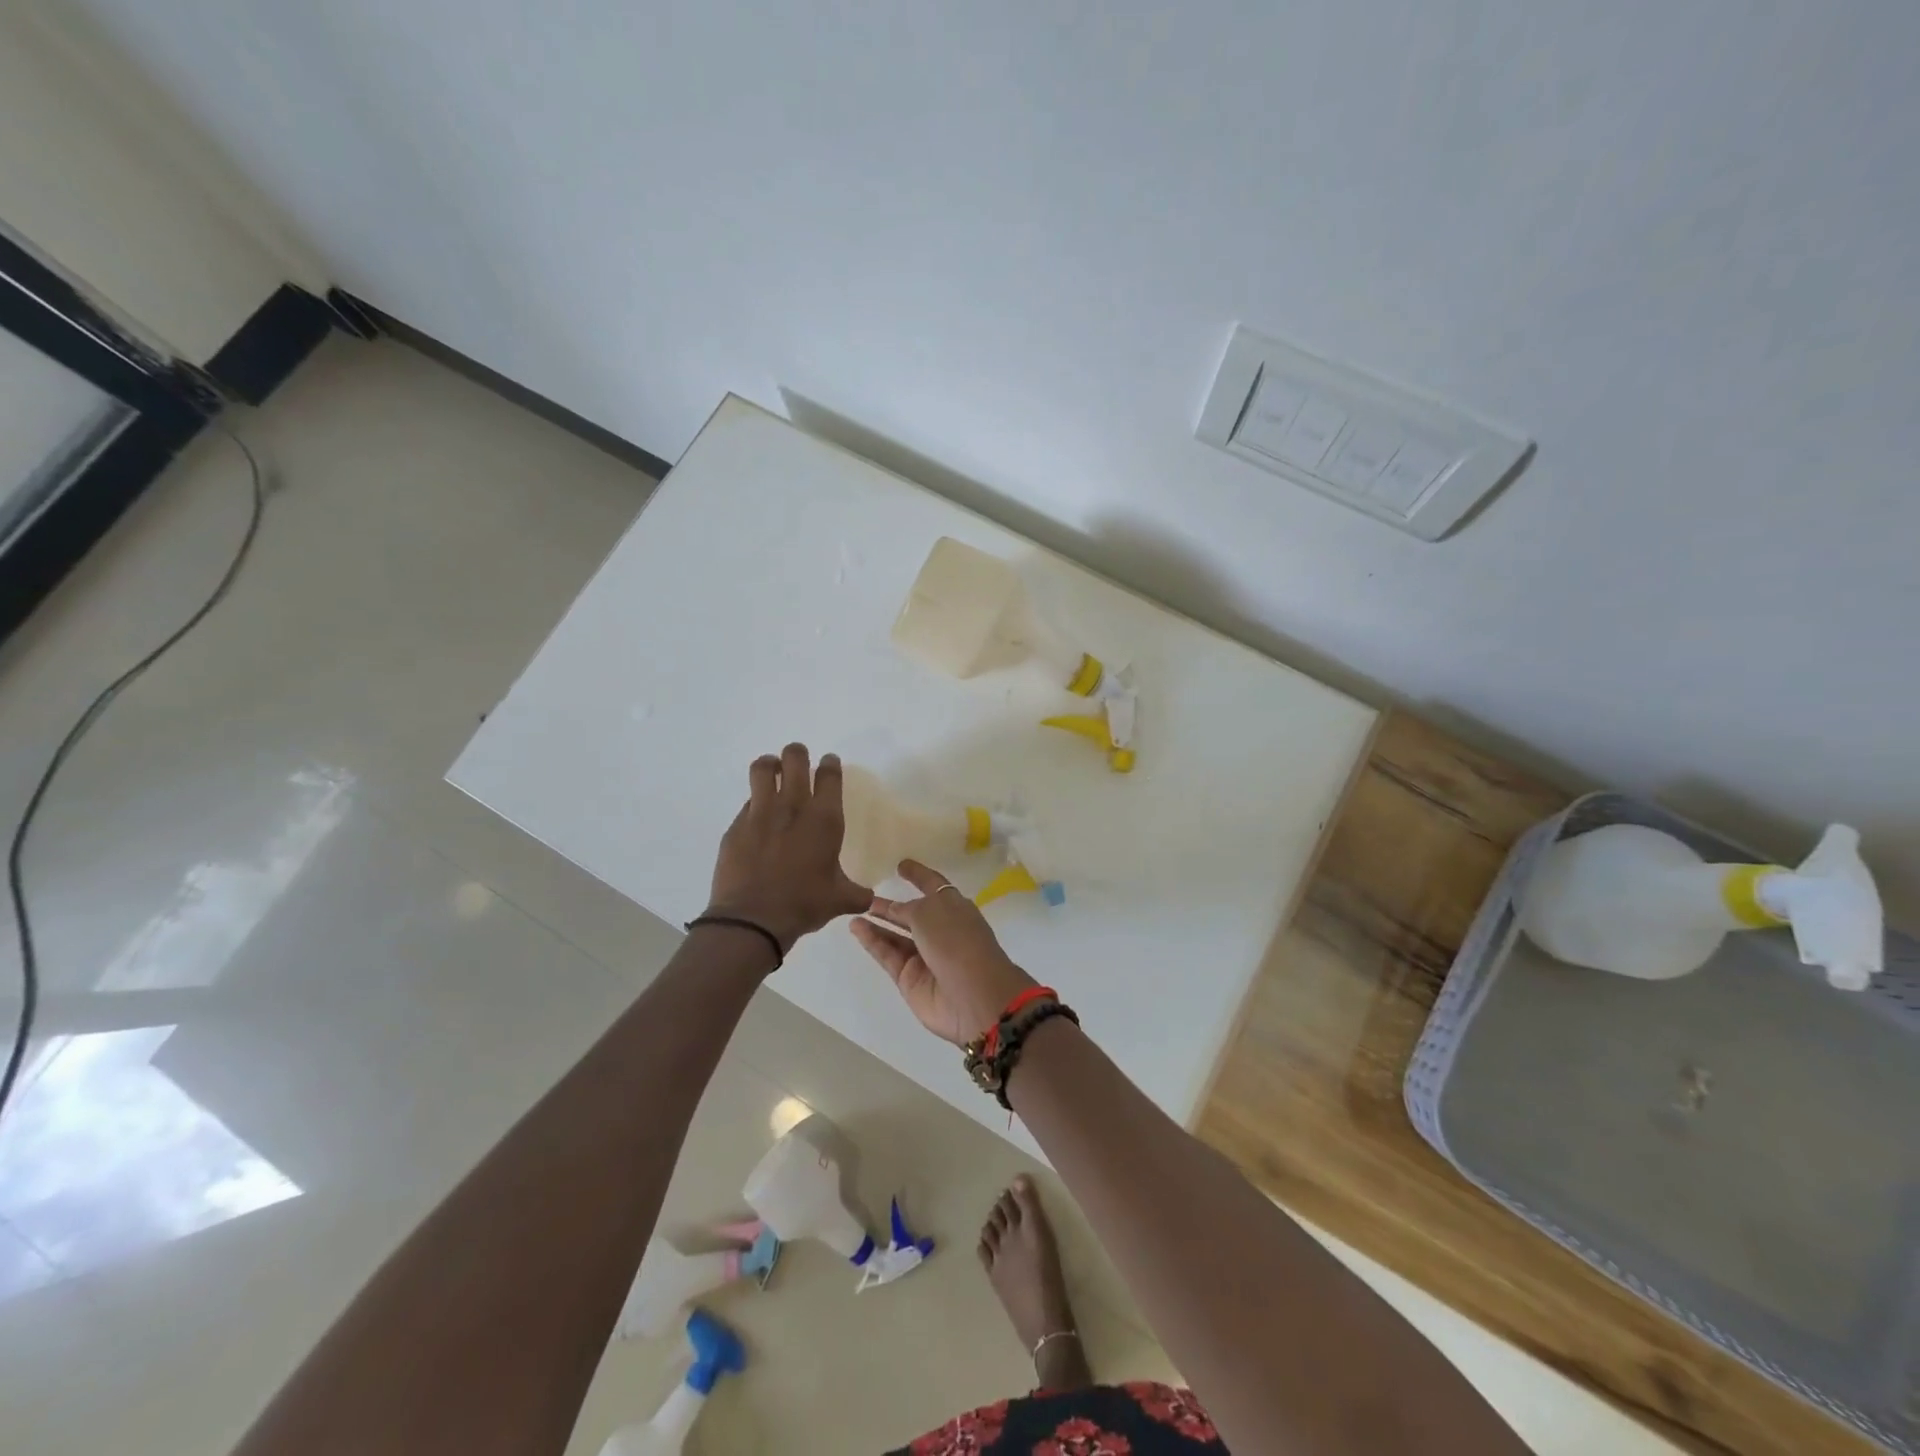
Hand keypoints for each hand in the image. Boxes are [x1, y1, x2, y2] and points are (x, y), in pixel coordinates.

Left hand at [705, 744, 872, 953]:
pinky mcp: (736, 826)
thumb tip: (868, 899)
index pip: (829, 775)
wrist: (752, 919)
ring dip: (770, 764)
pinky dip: (755, 802)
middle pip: (795, 759)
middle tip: (799, 758)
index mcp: (824, 819)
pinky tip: (758, 817)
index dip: (830, 764)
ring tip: (773, 770)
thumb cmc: (804, 904)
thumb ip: (856, 893)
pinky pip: (747, 802)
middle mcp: (792, 807)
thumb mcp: (840, 900)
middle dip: (798, 754)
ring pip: (763, 769)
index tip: (829, 762)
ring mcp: (760, 813)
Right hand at [851, 860, 1038, 1044]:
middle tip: (866, 895)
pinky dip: (872, 941)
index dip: (918, 875)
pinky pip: (888, 954)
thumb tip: (894, 909)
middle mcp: (941, 930)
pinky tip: (856, 928)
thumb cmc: (956, 941)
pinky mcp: (910, 978)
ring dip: (878, 923)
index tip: (901, 865)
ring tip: (854, 910)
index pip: (934, 885)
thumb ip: (907, 909)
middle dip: (892, 906)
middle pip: (912, 914)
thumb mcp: (930, 913)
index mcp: (955, 908)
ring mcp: (925, 956)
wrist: (973, 997)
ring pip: (896, 936)